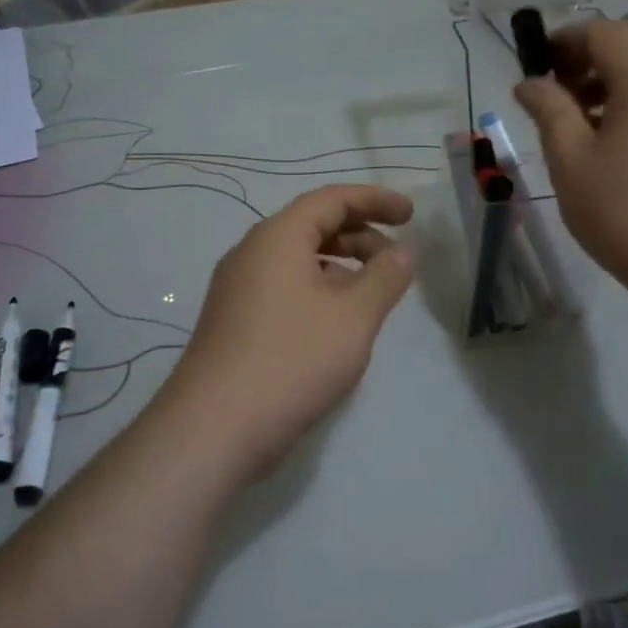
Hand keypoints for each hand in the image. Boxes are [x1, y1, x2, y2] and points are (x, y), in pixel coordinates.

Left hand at [163, 185, 415, 481]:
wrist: (215, 427)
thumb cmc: (292, 359)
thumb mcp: (354, 316)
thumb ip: (385, 276)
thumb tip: (403, 251)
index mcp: (277, 237)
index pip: (331, 199)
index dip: (375, 200)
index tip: (411, 215)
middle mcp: (252, 253)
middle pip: (312, 226)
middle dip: (360, 235)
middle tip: (396, 259)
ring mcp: (238, 289)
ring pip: (298, 260)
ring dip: (340, 266)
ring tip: (373, 295)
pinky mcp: (234, 322)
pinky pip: (284, 288)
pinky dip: (318, 291)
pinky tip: (337, 325)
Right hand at [515, 21, 627, 309]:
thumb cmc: (625, 212)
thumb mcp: (570, 160)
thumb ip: (548, 109)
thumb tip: (529, 82)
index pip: (602, 32)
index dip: (563, 42)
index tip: (536, 69)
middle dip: (589, 57)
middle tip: (557, 92)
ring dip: (615, 76)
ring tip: (583, 117)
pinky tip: (619, 135)